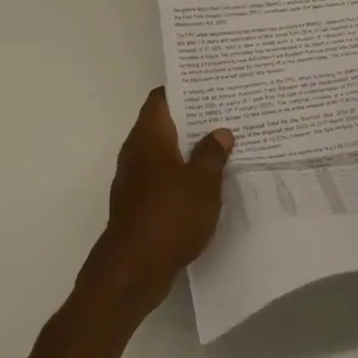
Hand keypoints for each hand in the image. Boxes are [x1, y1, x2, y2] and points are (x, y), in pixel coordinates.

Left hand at [83, 88, 232, 317]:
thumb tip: (220, 131)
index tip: (209, 86)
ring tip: (222, 146)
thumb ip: (212, 154)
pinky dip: (182, 175)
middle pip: (164, 124)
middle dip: (192, 120)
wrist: (132, 271)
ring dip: (188, 150)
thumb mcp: (202, 182)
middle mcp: (136, 151)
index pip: (161, 98)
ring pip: (165, 153)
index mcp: (149, 136)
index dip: (183, 89)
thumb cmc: (169, 216)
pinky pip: (163, 178)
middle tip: (225, 114)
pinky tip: (207, 183)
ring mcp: (134, 179)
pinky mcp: (138, 204)